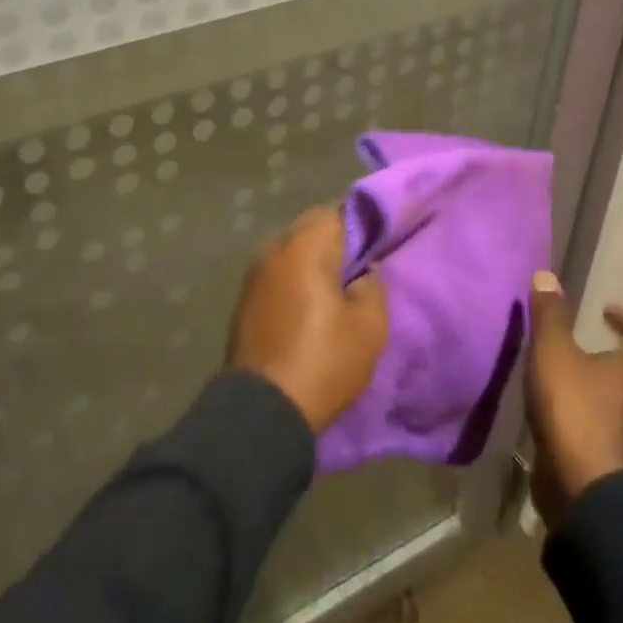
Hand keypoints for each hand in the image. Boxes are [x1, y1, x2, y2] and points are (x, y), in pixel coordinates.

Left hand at [226, 206, 387, 433]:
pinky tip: (310, 303)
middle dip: (335, 241)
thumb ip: (372, 287)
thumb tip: (362, 272)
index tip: (377, 242)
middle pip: (309, 228)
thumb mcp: (369, 328)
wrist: (263, 409)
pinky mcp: (245, 299)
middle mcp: (273, 249)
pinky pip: (277, 274)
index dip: (360, 223)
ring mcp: (254, 274)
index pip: (336, 213)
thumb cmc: (323, 361)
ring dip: (312, 261)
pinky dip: (294, 279)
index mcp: (304, 247)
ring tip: (337, 286)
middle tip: (361, 265)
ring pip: (291, 251)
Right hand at [523, 273, 622, 526]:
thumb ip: (550, 316)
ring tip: (568, 370)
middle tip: (584, 337)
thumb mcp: (553, 353)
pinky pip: (608, 420)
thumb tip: (547, 275)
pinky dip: (591, 408)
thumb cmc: (575, 410)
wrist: (588, 491)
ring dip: (601, 381)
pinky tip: (563, 407)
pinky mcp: (617, 456)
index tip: (605, 310)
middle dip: (613, 350)